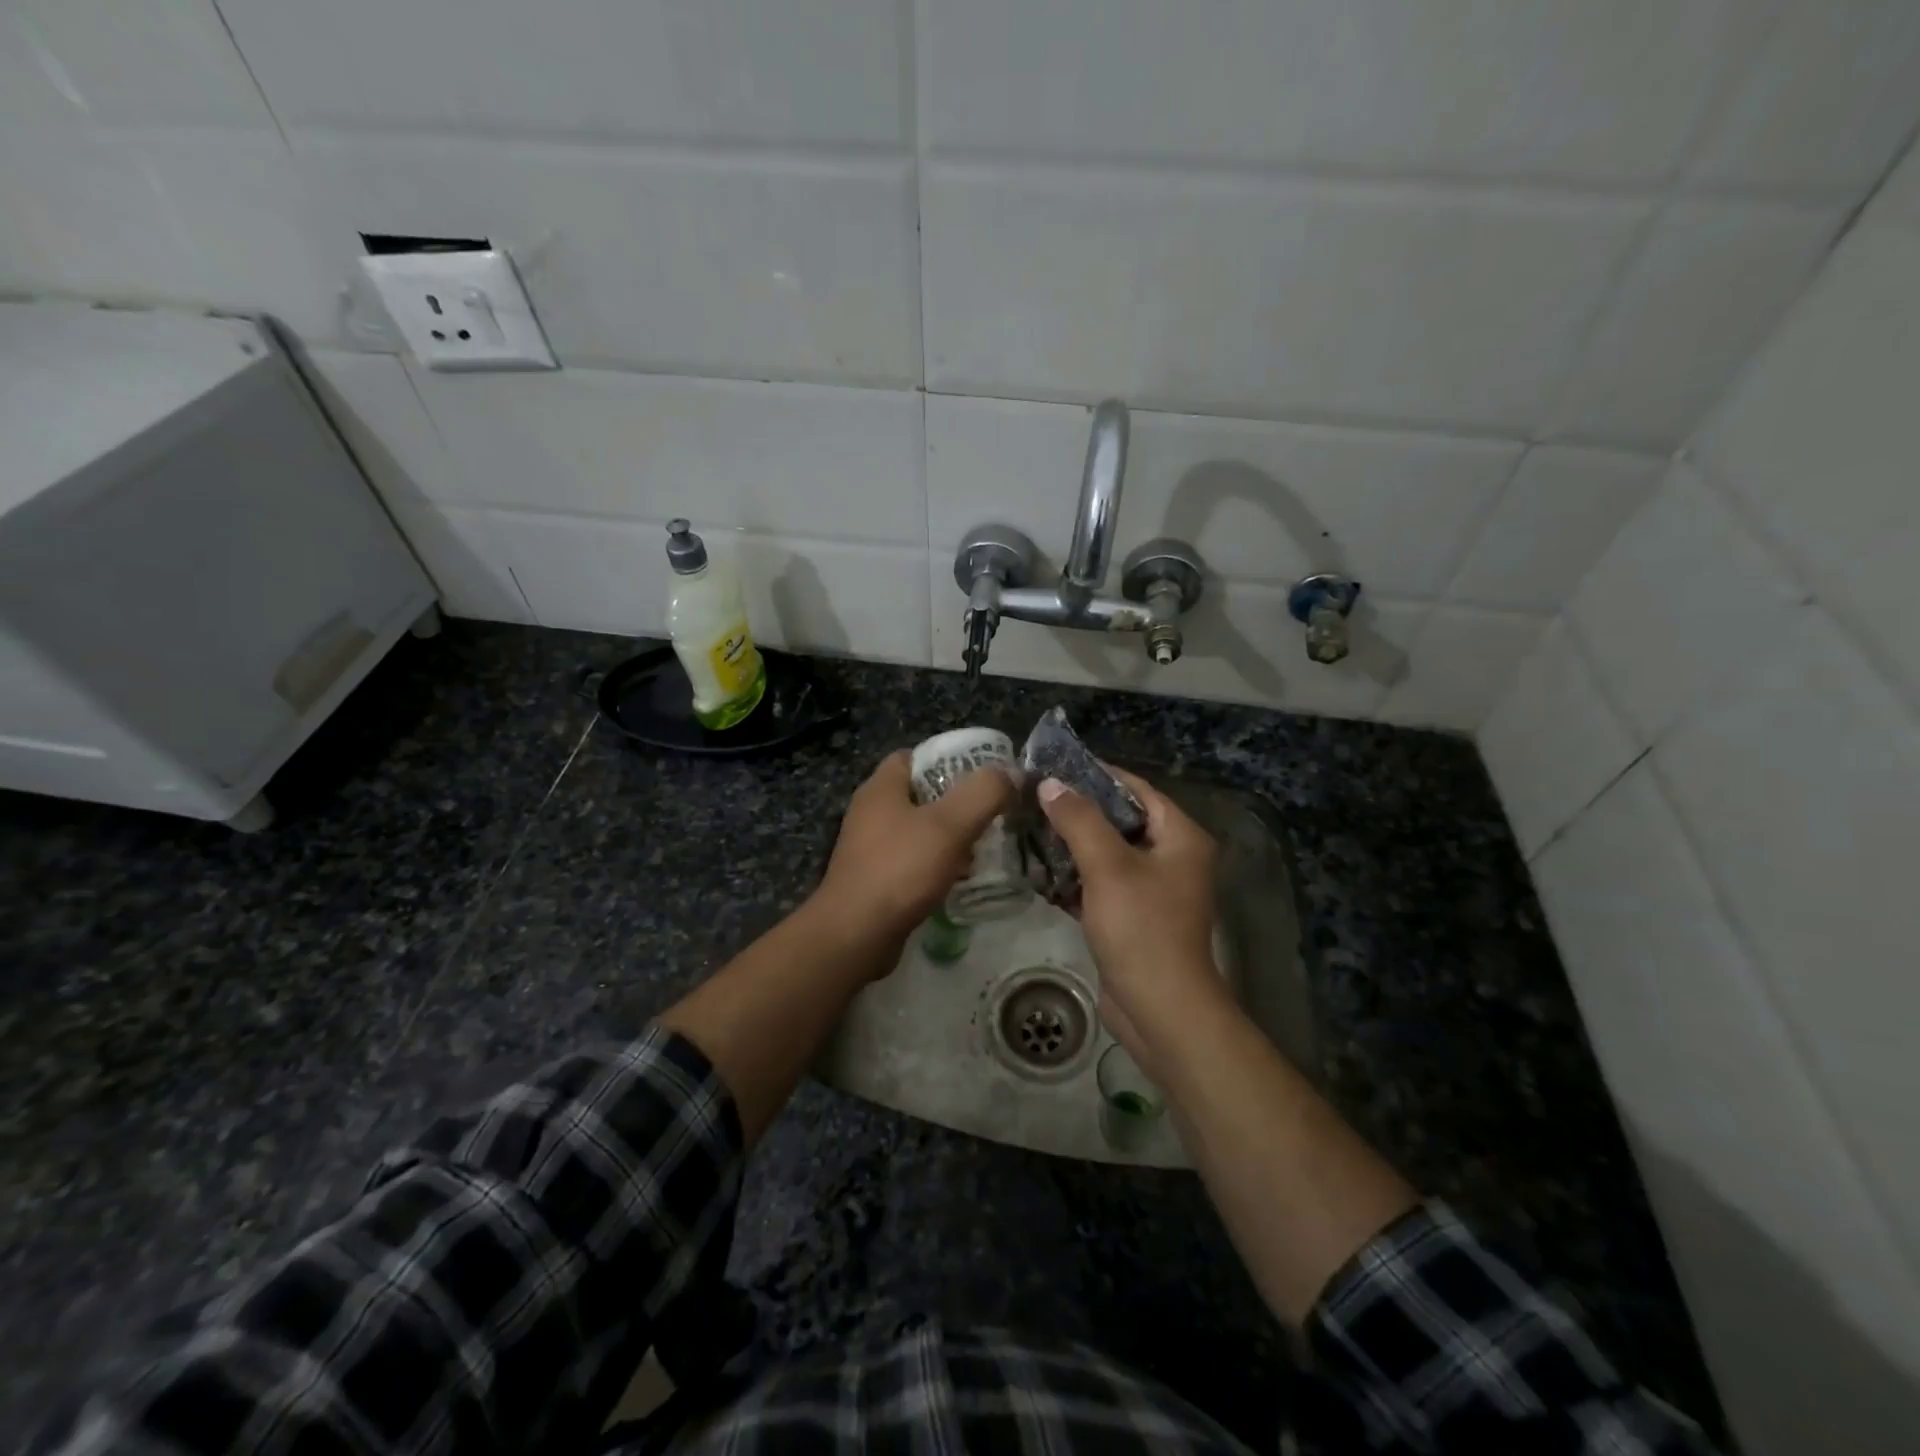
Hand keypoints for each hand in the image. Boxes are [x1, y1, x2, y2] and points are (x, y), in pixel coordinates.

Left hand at [814, 750, 1017, 953]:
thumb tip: (1010, 773)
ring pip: (919, 830)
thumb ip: (984, 793)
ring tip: (985, 846)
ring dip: (950, 836)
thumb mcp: (950, 825)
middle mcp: (871, 812)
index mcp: (881, 787)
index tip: (983, 773)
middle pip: (922, 794)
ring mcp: (870, 847)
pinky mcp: (875, 879)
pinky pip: (913, 861)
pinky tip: (962, 878)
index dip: (950, 759)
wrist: (855, 936)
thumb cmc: (900, 869)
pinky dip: (938, 865)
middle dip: (957, 801)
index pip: (916, 756)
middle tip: (992, 812)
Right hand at [1036, 766, 1225, 1069]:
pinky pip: (1102, 883)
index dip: (1097, 775)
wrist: (1159, 1009)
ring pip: (1108, 853)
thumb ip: (1078, 820)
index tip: (1055, 766)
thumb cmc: (1141, 928)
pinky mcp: (1133, 916)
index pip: (1137, 789)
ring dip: (1073, 844)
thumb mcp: (1107, 866)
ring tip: (1030, 828)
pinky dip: (1076, 876)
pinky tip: (1039, 870)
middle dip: (1078, 810)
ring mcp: (1153, 889)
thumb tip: (1051, 784)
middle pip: (1121, 820)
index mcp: (1180, 837)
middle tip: (1035, 798)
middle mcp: (1172, 857)